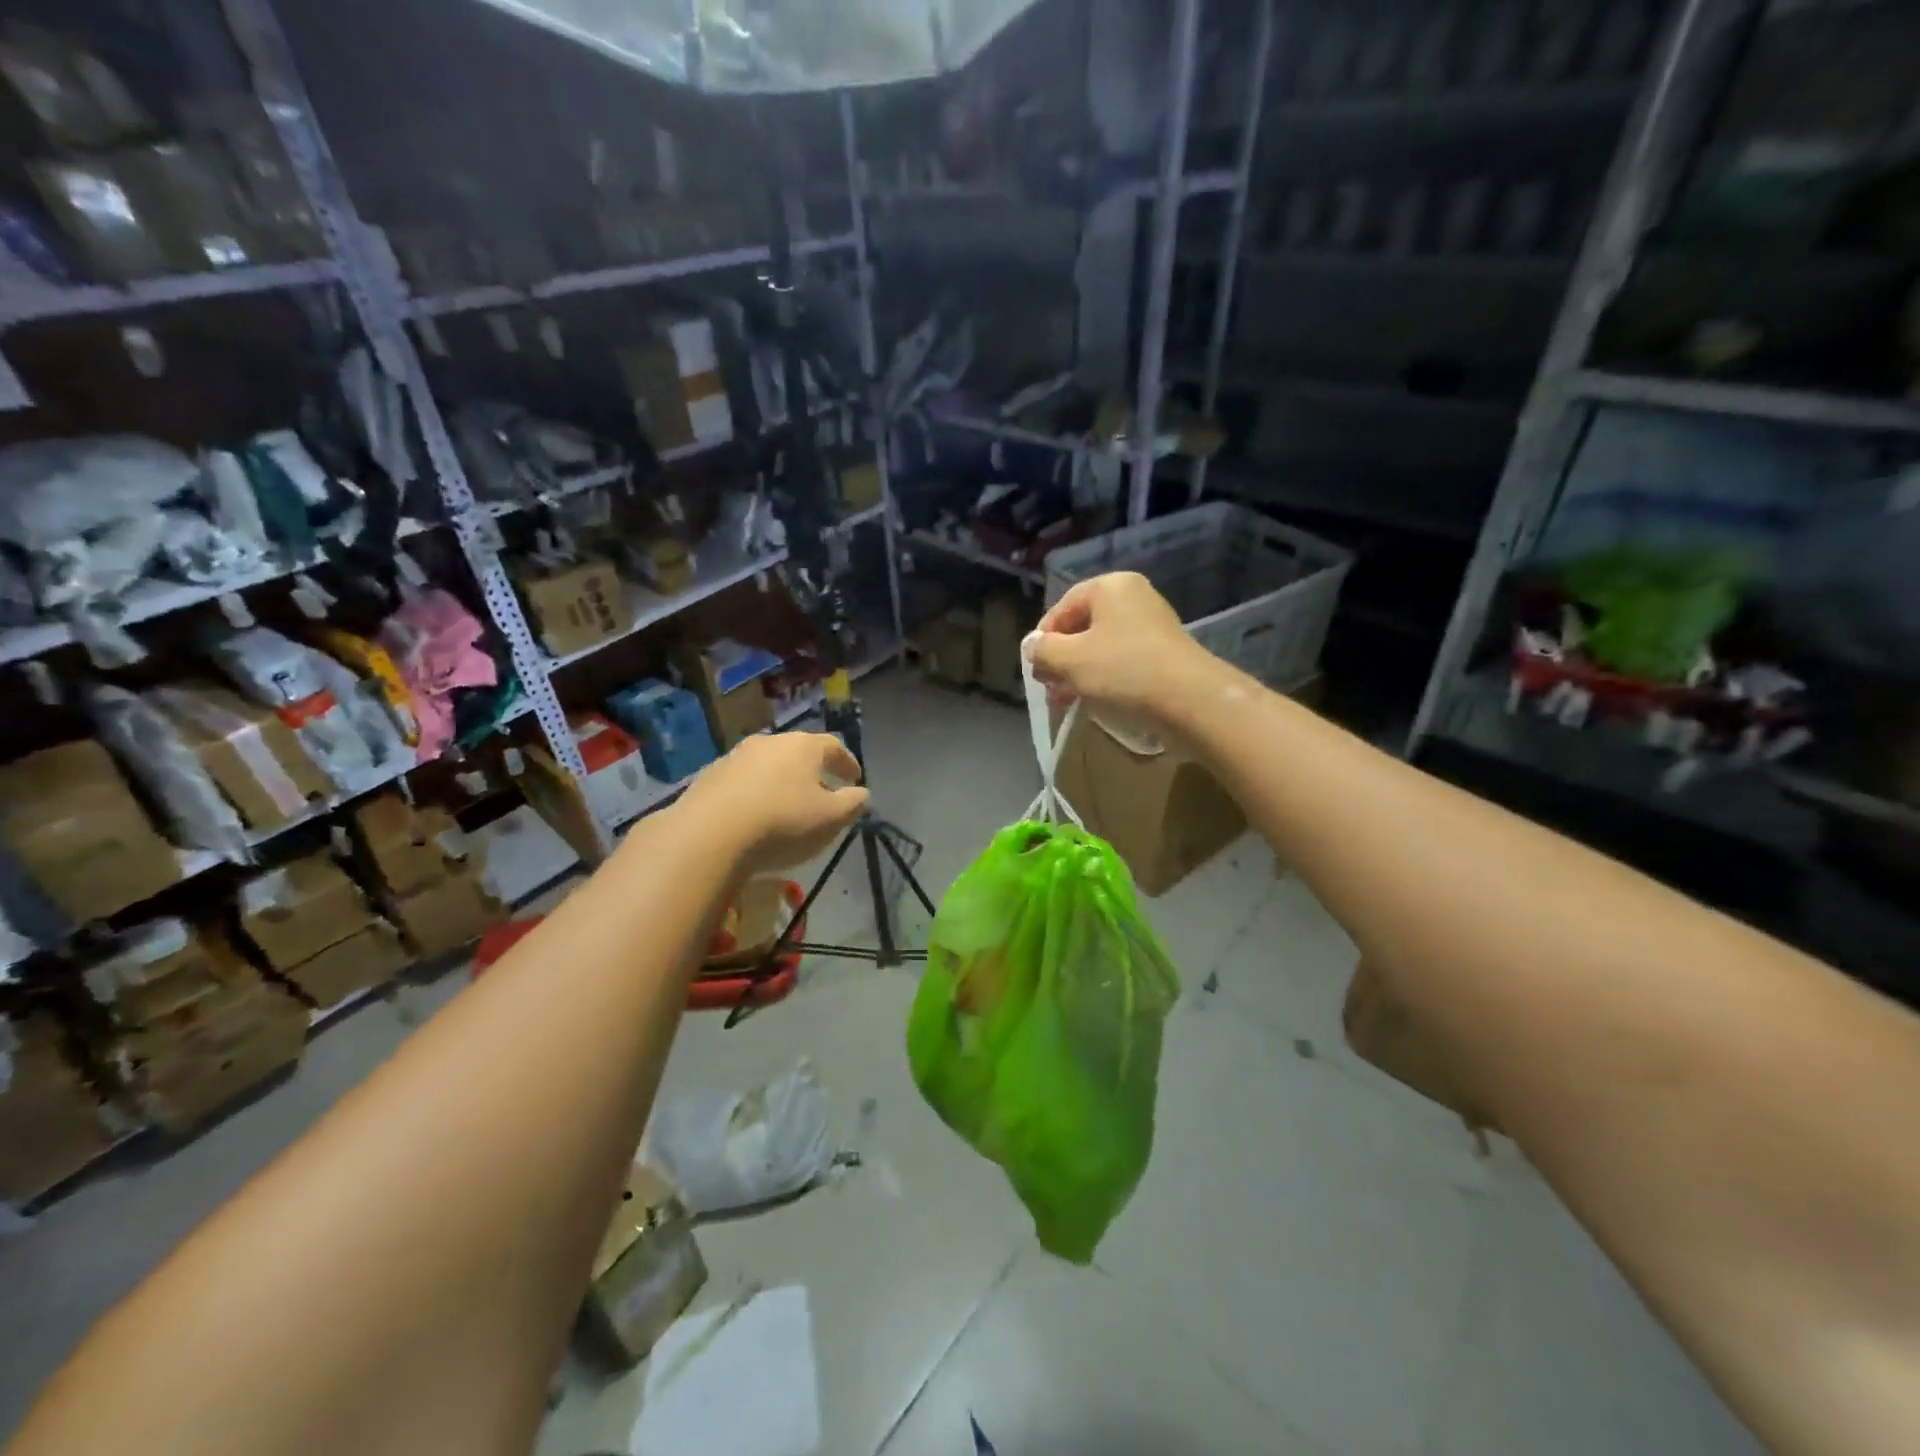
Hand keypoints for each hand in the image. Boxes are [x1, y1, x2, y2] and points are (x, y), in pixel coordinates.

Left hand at [675, 732, 868, 875]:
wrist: (709, 835)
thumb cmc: (783, 822)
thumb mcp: (831, 819)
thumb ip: (852, 803)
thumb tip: (861, 793)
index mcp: (803, 747)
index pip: (833, 746)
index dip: (847, 762)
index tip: (854, 778)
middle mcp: (769, 742)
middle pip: (798, 752)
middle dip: (813, 771)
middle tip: (822, 792)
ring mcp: (735, 757)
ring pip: (767, 766)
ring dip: (780, 782)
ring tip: (786, 806)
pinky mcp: (708, 777)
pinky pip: (742, 782)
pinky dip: (754, 793)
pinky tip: (754, 816)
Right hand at [1028, 572, 1215, 720]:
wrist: (1191, 700)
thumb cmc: (1123, 670)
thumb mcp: (1070, 660)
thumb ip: (1043, 650)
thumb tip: (1031, 646)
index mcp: (1109, 587)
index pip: (1061, 608)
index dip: (1042, 640)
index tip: (1036, 671)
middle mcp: (1133, 597)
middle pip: (1082, 627)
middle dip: (1061, 660)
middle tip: (1050, 689)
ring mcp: (1152, 625)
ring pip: (1102, 647)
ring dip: (1080, 673)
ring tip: (1068, 701)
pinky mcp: (1164, 653)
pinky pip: (1123, 661)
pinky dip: (1105, 678)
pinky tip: (1097, 701)